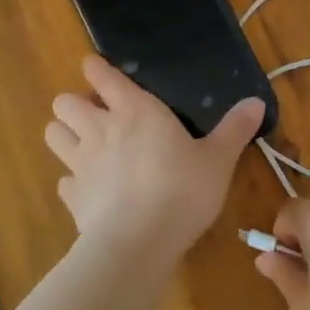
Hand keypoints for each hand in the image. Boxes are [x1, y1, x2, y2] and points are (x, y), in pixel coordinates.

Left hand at [45, 55, 266, 257]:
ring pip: (53, 134)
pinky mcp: (72, 197)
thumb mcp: (219, 159)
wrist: (138, 242)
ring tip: (85, 144)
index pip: (102, 75)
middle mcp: (100, 129)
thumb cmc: (182, 190)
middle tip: (98, 115)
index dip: (95, 68)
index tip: (96, 68)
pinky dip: (72, 180)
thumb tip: (256, 102)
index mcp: (135, 110)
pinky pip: (63, 180)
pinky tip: (90, 189)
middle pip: (64, 101)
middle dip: (75, 103)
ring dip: (65, 134)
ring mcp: (80, 163)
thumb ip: (235, 129)